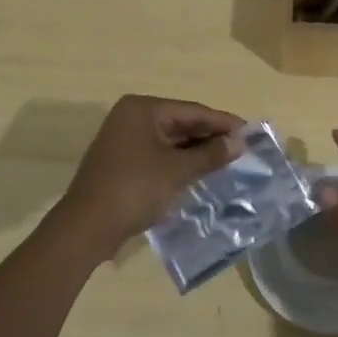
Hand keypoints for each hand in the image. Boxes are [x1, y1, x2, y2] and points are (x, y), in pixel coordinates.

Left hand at [54, 95, 245, 265]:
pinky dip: (180, 162)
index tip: (251, 132)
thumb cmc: (134, 189)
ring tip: (228, 161)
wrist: (86, 227)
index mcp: (143, 109)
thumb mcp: (177, 171)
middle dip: (210, 136)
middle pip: (181, 123)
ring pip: (170, 140)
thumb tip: (240, 142)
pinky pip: (159, 154)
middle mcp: (131, 117)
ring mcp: (124, 139)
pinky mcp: (122, 161)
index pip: (192, 111)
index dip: (223, 122)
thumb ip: (210, 154)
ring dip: (197, 151)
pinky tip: (200, 172)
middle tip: (242, 148)